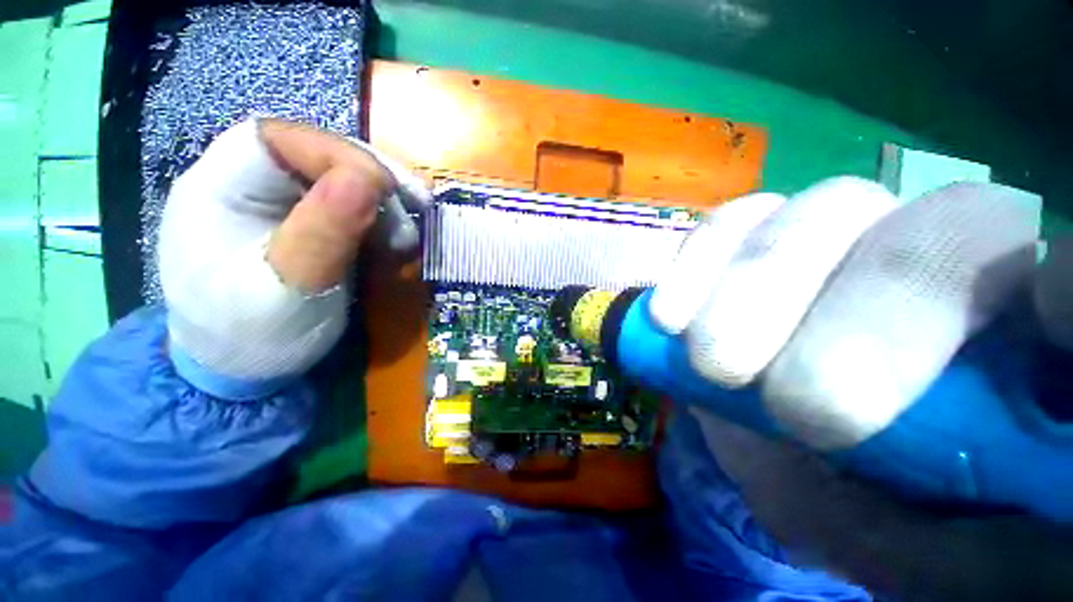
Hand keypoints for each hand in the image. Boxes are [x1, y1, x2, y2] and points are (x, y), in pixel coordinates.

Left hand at [158, 118, 429, 396]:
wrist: (245, 374)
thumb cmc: (253, 336)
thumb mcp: (288, 289)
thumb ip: (323, 232)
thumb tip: (369, 179)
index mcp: (219, 188)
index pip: (279, 137)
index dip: (339, 153)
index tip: (387, 191)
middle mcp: (248, 185)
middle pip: (317, 154)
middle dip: (371, 180)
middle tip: (411, 212)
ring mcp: (278, 206)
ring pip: (340, 179)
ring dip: (383, 203)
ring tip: (405, 238)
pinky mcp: (306, 226)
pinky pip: (350, 207)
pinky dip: (381, 220)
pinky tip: (396, 243)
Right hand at [651, 177, 1072, 598]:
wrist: (804, 460)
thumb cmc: (893, 517)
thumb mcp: (944, 557)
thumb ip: (993, 535)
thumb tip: (1034, 456)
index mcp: (1029, 341)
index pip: (1069, 277)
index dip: (1067, 287)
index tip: (1047, 324)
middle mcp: (944, 257)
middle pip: (933, 232)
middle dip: (860, 323)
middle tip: (794, 410)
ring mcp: (840, 236)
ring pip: (813, 213)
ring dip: (751, 290)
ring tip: (711, 362)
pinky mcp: (755, 240)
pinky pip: (727, 224)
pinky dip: (696, 262)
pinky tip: (669, 316)